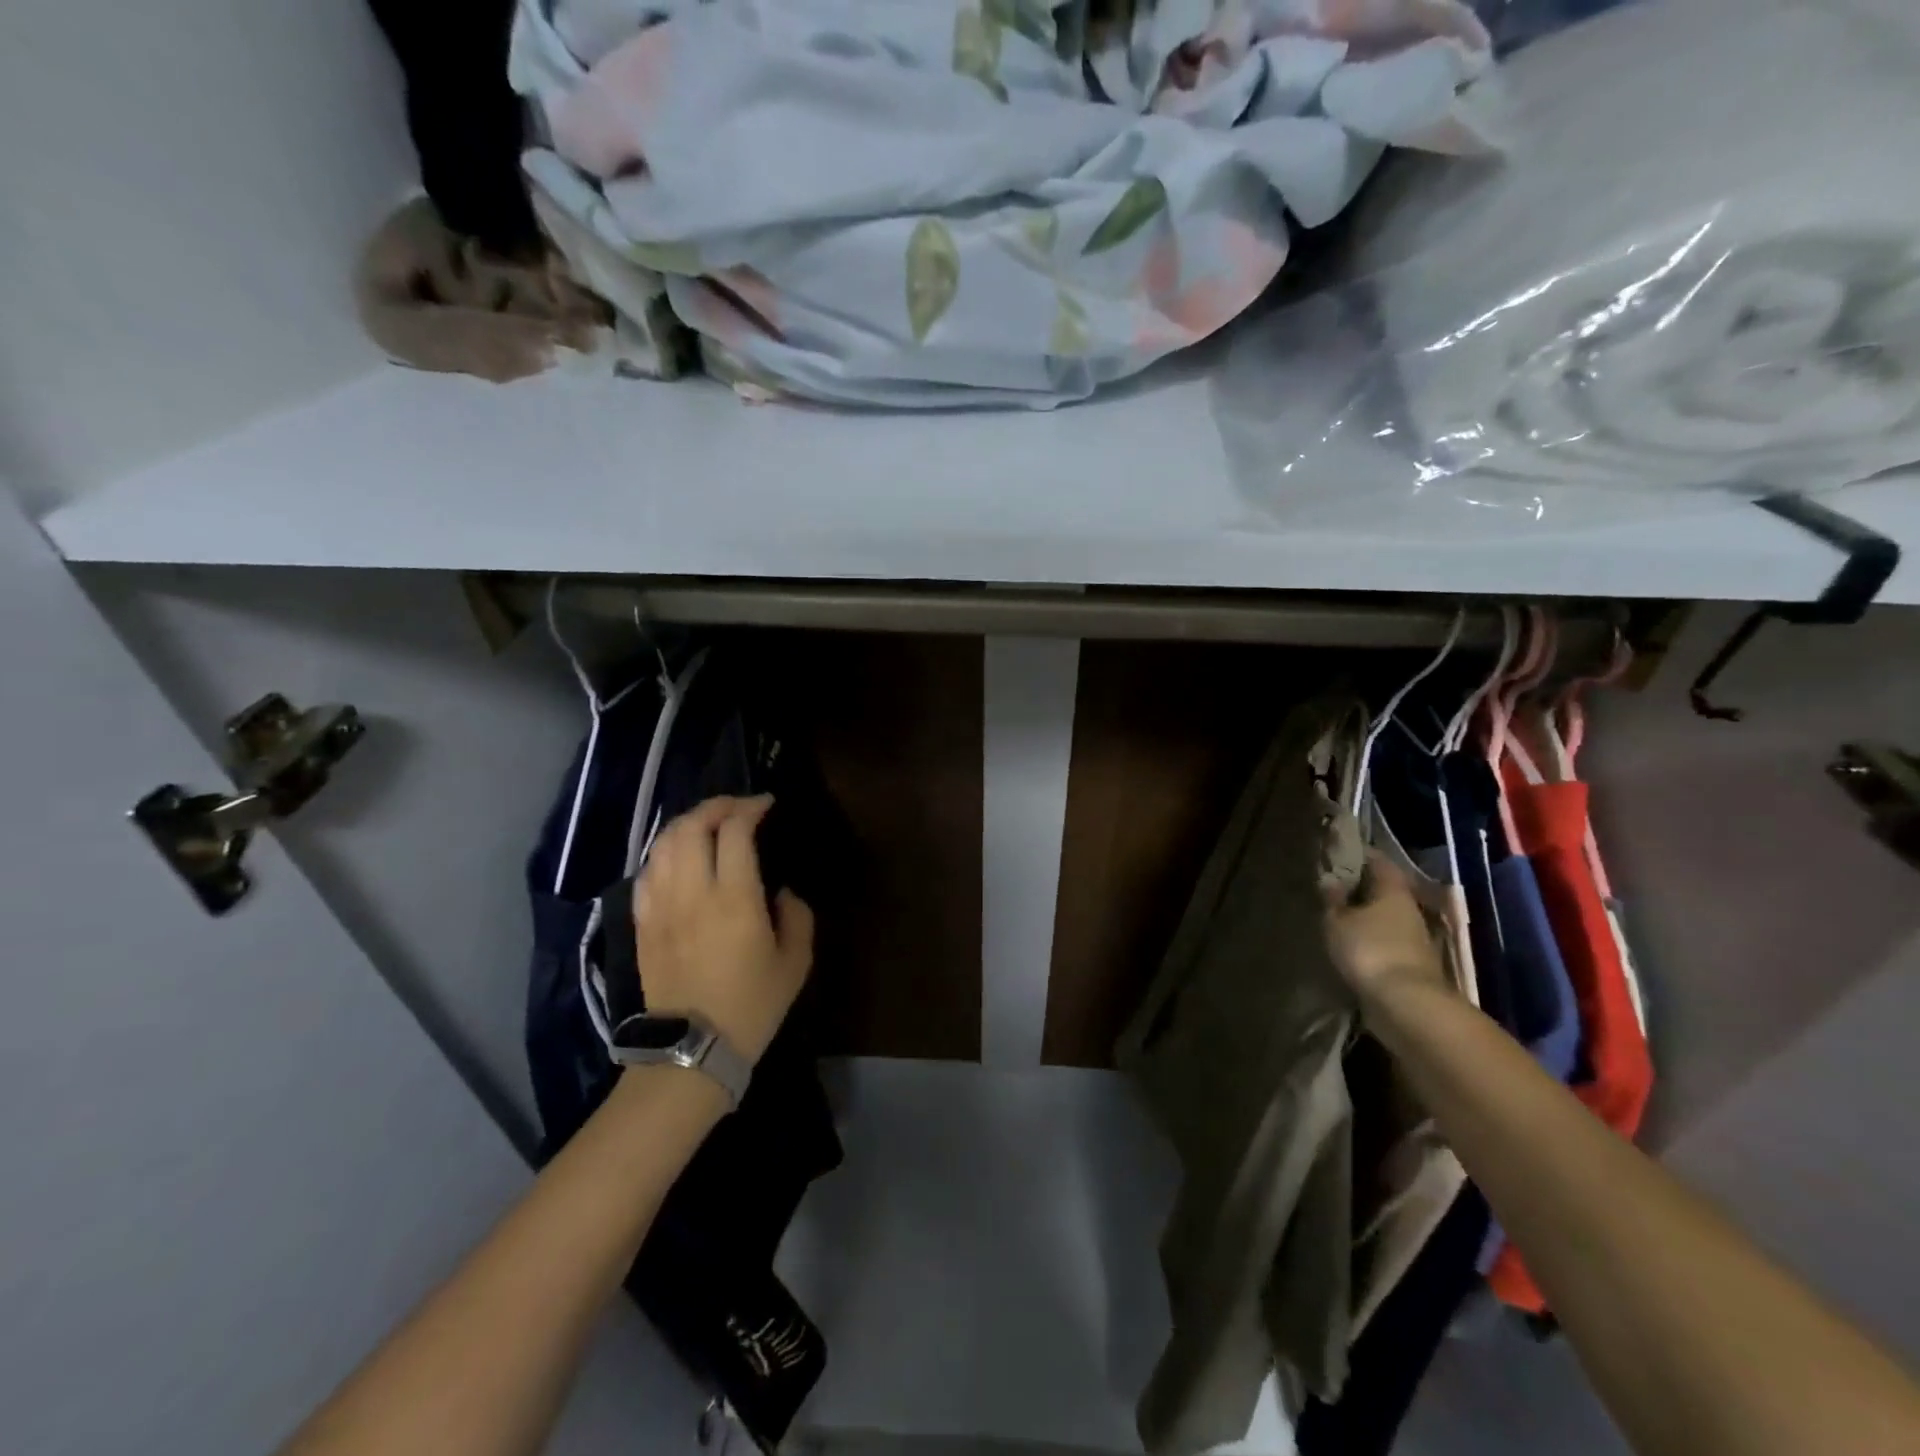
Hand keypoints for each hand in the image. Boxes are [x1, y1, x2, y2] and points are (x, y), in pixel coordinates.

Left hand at [630, 795, 814, 1064]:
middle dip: (715, 806)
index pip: (734, 831)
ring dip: (686, 824)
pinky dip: (663, 853)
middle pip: (691, 827)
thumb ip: (797, 916)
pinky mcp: (642, 924)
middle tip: (737, 808)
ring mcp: (660, 907)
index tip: (766, 805)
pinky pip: (646, 873)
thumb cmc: (751, 1007)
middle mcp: (692, 893)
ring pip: (663, 844)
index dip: (750, 808)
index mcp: (734, 899)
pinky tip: (678, 858)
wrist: (691, 1053)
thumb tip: (781, 891)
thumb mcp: (795, 963)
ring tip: (707, 825)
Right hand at [1323, 852, 1451, 1005]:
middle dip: (1360, 885)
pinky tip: (1349, 941)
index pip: (1377, 860)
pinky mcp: (1409, 962)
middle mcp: (1408, 908)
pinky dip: (1369, 936)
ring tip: (1335, 913)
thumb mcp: (1337, 921)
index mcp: (1393, 889)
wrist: (1406, 1004)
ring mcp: (1413, 936)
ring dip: (1364, 913)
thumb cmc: (1369, 950)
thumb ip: (1332, 900)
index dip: (1357, 854)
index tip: (1335, 852)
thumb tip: (1329, 880)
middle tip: (1331, 883)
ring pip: (1385, 914)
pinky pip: (1385, 938)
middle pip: (1384, 888)